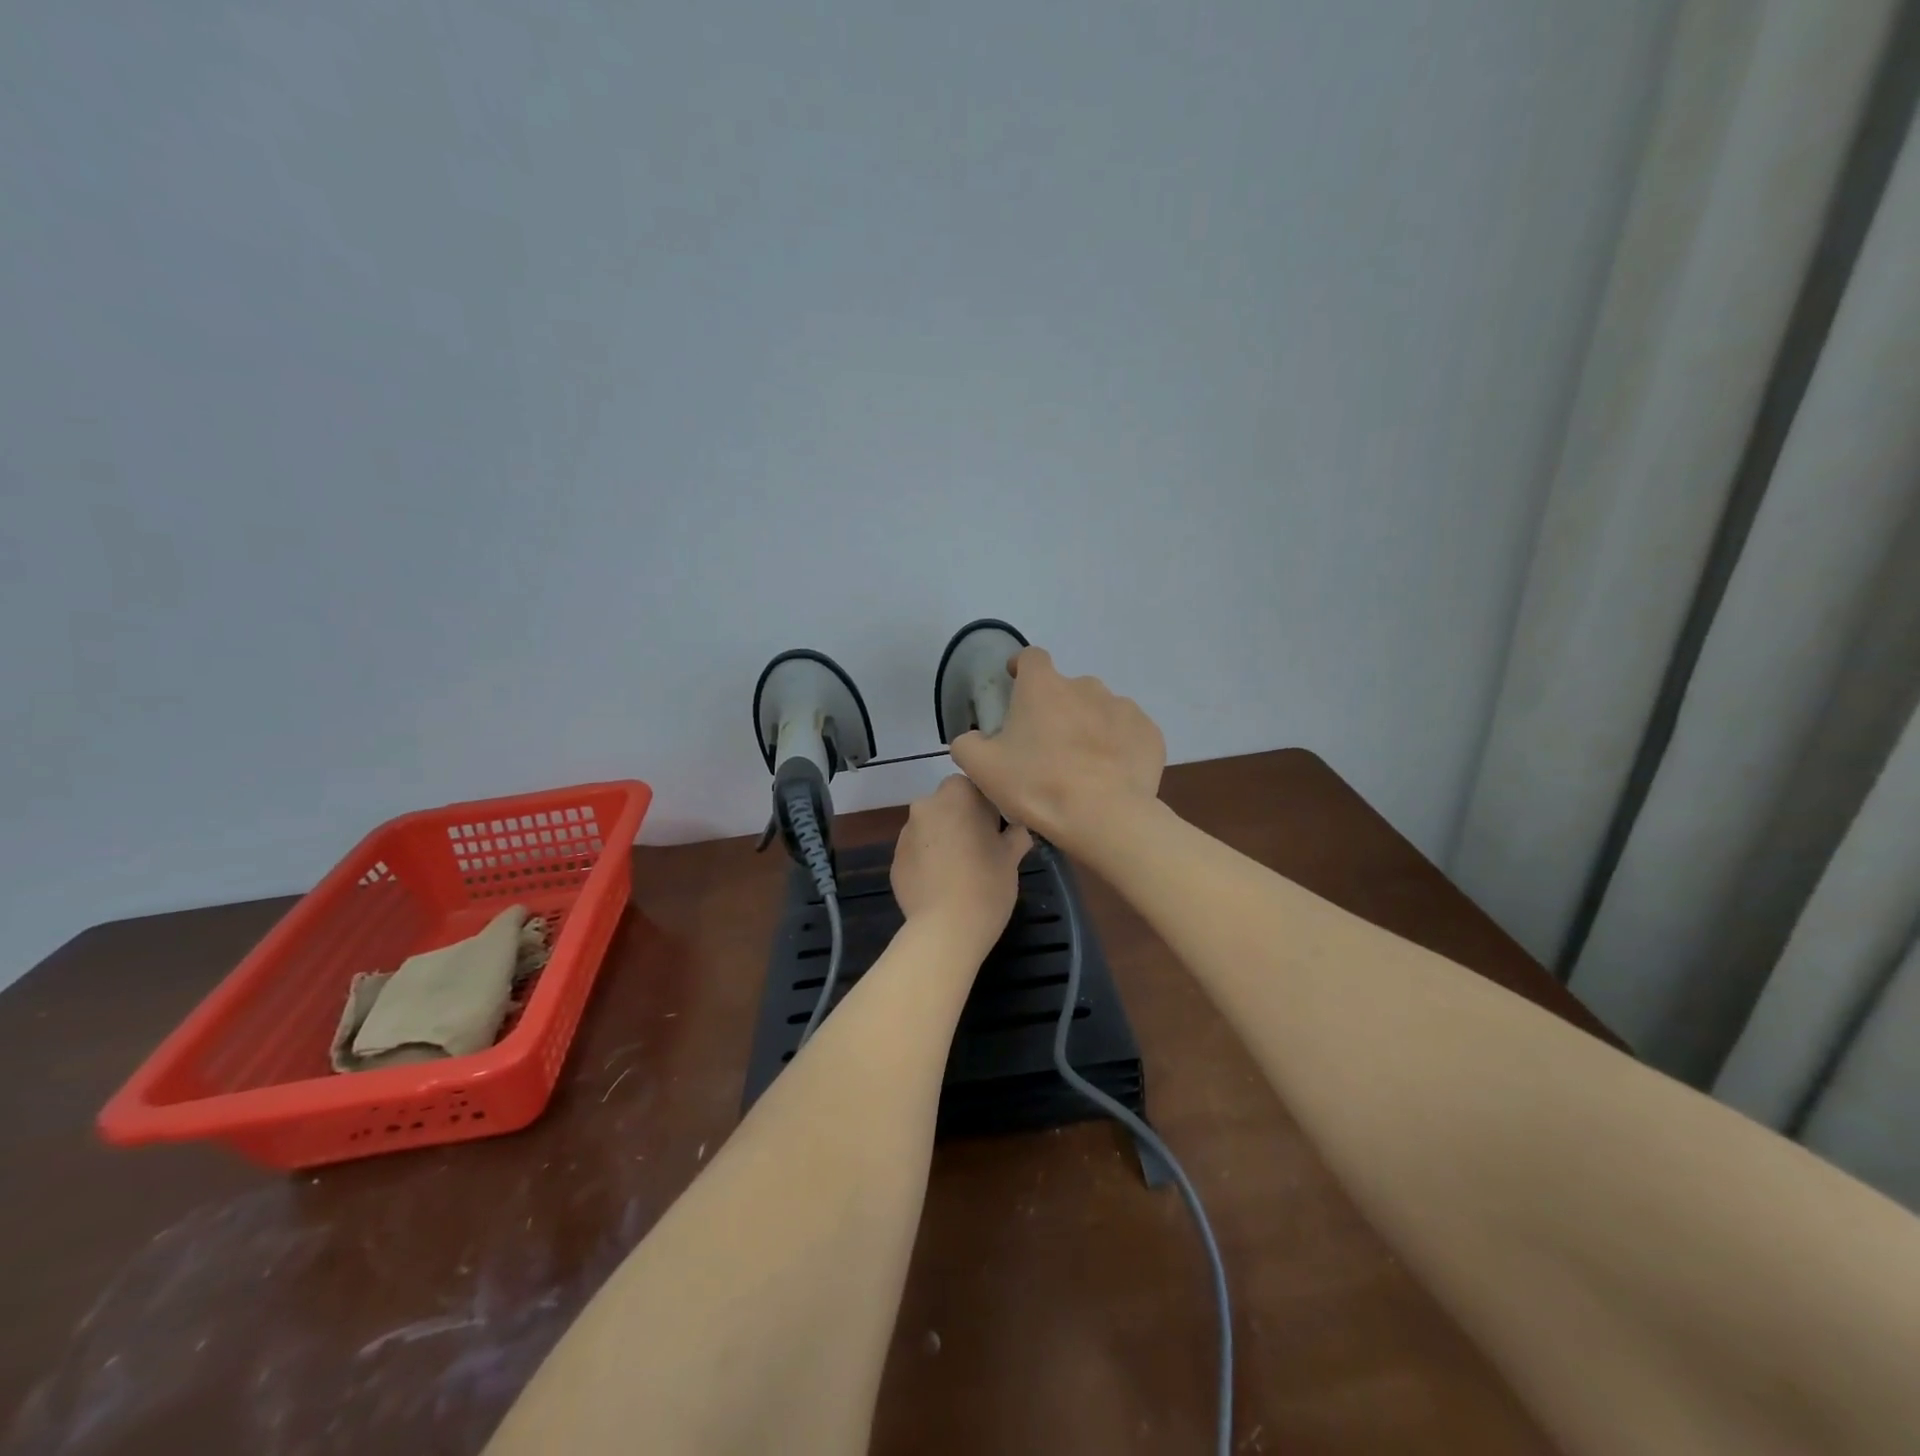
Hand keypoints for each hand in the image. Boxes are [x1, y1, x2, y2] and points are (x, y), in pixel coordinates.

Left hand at [891, 775, 1031, 949]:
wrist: (946, 929)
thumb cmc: (987, 883)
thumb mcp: (1013, 856)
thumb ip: (1016, 833)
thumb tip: (1017, 829)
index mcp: (956, 795)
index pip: (973, 786)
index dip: (987, 806)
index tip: (998, 829)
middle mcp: (925, 806)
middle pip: (948, 805)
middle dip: (962, 821)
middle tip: (982, 849)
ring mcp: (905, 834)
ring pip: (931, 829)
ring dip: (944, 840)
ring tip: (961, 871)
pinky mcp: (895, 862)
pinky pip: (918, 854)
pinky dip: (929, 863)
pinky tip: (943, 886)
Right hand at [949, 646, 1164, 849]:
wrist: (1105, 817)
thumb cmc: (1037, 785)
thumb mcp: (982, 768)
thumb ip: (968, 744)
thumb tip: (972, 738)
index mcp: (1043, 686)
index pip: (1030, 658)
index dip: (1020, 668)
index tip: (1015, 684)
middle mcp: (1085, 686)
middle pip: (1065, 689)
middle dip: (1055, 709)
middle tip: (1046, 746)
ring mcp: (1123, 707)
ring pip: (1098, 710)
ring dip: (1088, 726)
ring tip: (1082, 764)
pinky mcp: (1149, 733)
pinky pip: (1126, 733)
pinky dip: (1117, 746)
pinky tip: (1109, 774)